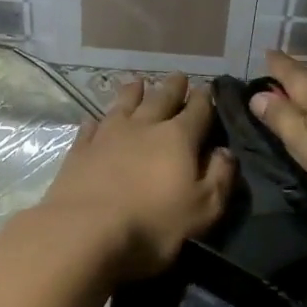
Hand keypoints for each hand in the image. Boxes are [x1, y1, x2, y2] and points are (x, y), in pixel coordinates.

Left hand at [35, 75, 235, 281]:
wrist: (85, 231)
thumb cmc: (153, 224)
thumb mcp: (203, 209)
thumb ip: (219, 177)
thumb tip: (226, 152)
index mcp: (177, 138)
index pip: (197, 110)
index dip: (204, 98)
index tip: (206, 88)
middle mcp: (143, 127)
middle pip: (160, 99)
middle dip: (172, 87)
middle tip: (178, 75)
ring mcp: (107, 135)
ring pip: (123, 105)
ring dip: (133, 92)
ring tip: (138, 82)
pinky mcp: (80, 150)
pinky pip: (90, 127)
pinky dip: (96, 121)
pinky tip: (95, 119)